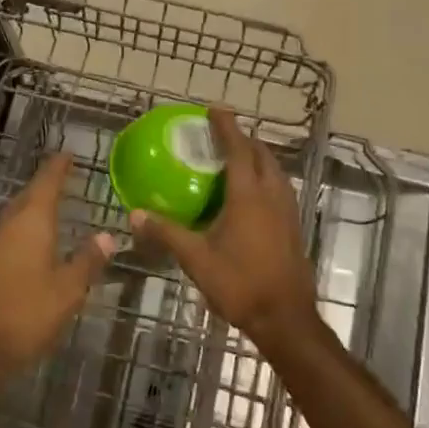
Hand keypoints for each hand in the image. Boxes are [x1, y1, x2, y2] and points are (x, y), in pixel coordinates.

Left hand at [0, 152, 112, 385]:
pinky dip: (20, 234)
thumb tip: (107, 235)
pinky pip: (4, 238)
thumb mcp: (67, 292)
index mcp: (31, 223)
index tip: (67, 154)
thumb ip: (87, 261)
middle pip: (27, 198)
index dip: (57, 168)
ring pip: (13, 218)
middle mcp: (6, 226)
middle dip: (44, 187)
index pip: (46, 183)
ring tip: (48, 211)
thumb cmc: (24, 315)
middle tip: (61, 179)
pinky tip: (27, 249)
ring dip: (30, 210)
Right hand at [132, 108, 319, 351]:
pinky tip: (249, 194)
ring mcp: (287, 210)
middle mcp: (272, 195)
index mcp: (249, 195)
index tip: (214, 109)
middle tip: (221, 134)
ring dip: (257, 157)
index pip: (239, 149)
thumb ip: (167, 233)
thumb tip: (135, 214)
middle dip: (244, 139)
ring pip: (275, 170)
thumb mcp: (197, 259)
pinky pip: (279, 187)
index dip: (227, 126)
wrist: (285, 318)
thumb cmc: (240, 284)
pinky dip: (265, 176)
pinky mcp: (293, 225)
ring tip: (235, 158)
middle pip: (262, 154)